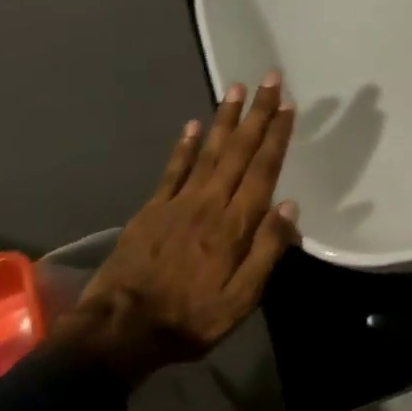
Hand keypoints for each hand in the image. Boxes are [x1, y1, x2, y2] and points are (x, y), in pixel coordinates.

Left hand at [69, 73, 298, 378]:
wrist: (121, 330)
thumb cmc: (191, 319)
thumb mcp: (241, 298)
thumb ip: (267, 251)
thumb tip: (289, 207)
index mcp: (235, 224)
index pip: (263, 170)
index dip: (277, 136)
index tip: (288, 106)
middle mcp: (210, 203)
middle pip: (239, 151)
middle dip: (257, 114)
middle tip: (269, 80)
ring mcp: (178, 203)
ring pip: (209, 152)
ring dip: (225, 119)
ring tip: (236, 88)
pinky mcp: (153, 210)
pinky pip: (174, 170)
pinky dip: (186, 145)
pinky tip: (195, 124)